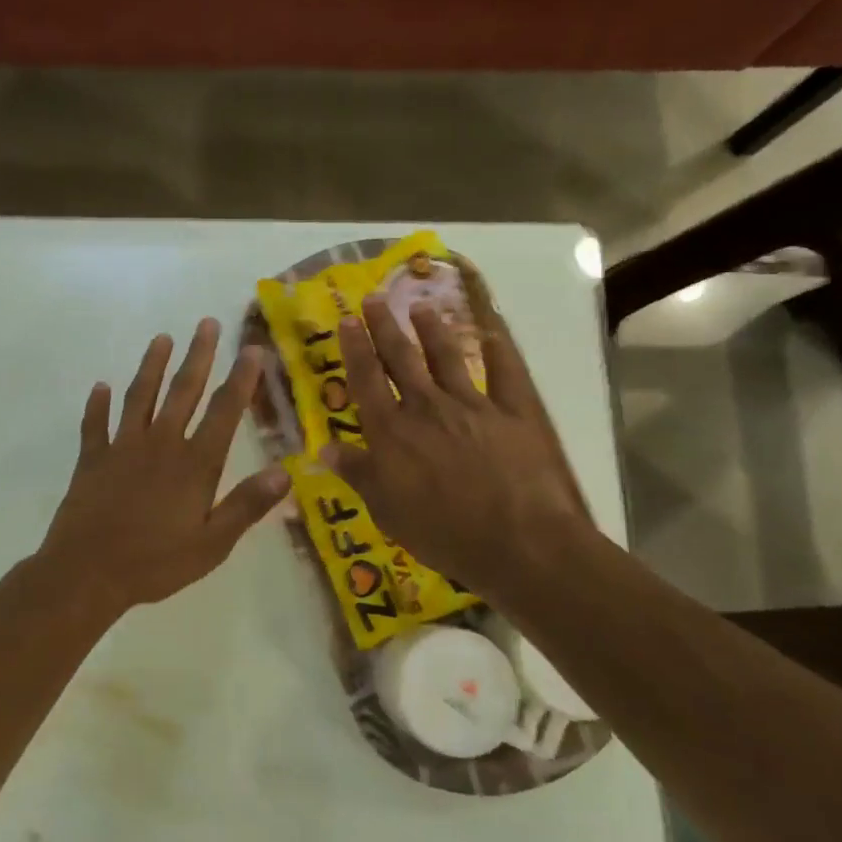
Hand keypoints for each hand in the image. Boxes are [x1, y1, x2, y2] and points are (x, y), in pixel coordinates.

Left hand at [37, 317, 291, 617]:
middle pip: (183, 391)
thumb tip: (285, 473)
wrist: (87, 572)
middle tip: (206, 323)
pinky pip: (95, 424)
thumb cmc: (155, 563)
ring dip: (152, 366)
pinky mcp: (92, 459)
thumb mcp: (212, 545)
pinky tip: (99, 386)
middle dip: (198, 355)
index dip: (241, 379)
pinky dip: (97, 404)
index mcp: (194, 464)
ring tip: (162, 338)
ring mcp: (122, 448)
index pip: (224, 412)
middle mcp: (160, 444)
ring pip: (139, 396)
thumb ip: (246, 506)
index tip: (252, 349)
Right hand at [318, 261, 597, 600]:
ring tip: (421, 307)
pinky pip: (506, 372)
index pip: (366, 380)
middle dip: (385, 327)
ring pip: (447, 358)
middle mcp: (427, 407)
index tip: (346, 320)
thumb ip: (357, 473)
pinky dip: (500, 350)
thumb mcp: (386, 510)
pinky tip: (493, 333)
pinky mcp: (514, 412)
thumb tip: (323, 447)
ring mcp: (473, 405)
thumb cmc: (443, 532)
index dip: (354, 348)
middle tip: (374, 299)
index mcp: (392, 431)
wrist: (518, 542)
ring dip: (432, 331)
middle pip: (402, 359)